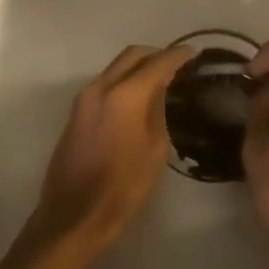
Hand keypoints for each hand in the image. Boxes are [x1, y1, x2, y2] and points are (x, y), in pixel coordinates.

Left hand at [28, 44, 193, 256]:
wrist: (74, 215)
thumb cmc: (124, 187)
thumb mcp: (155, 149)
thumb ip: (158, 111)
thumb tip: (160, 90)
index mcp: (125, 95)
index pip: (158, 63)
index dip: (178, 55)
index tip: (194, 52)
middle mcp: (101, 87)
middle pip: (132, 56)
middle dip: (155, 55)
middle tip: (177, 64)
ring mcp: (84, 99)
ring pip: (115, 68)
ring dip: (137, 68)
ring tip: (160, 81)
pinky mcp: (76, 113)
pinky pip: (105, 84)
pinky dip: (123, 81)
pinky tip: (137, 98)